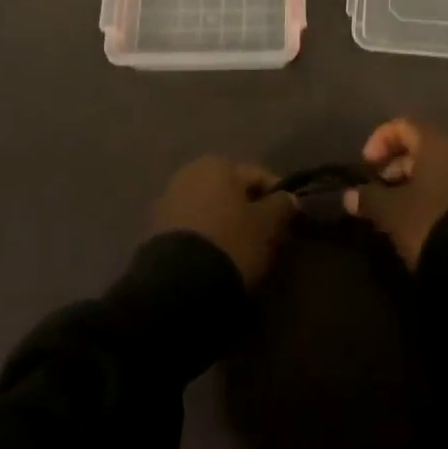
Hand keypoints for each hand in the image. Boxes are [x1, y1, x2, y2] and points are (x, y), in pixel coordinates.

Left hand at [150, 155, 294, 285]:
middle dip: (251, 212)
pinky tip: (220, 259)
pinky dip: (209, 239)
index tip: (291, 222)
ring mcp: (169, 201)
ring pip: (212, 210)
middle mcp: (189, 173)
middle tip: (271, 239)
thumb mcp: (267, 225)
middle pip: (232, 192)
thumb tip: (288, 198)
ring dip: (229, 225)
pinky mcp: (156, 231)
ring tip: (246, 253)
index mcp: (217, 164)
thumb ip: (281, 206)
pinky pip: (195, 229)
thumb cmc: (231, 242)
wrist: (179, 284)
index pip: (259, 176)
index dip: (279, 198)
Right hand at [344, 118, 447, 267]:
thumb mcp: (390, 210)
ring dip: (411, 183)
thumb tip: (349, 196)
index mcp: (434, 143)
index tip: (368, 166)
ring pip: (435, 169)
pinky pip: (447, 187)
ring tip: (394, 208)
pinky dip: (429, 195)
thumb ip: (368, 198)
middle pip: (420, 147)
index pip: (402, 125)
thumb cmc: (427, 219)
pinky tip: (416, 219)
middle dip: (395, 164)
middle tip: (379, 188)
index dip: (380, 141)